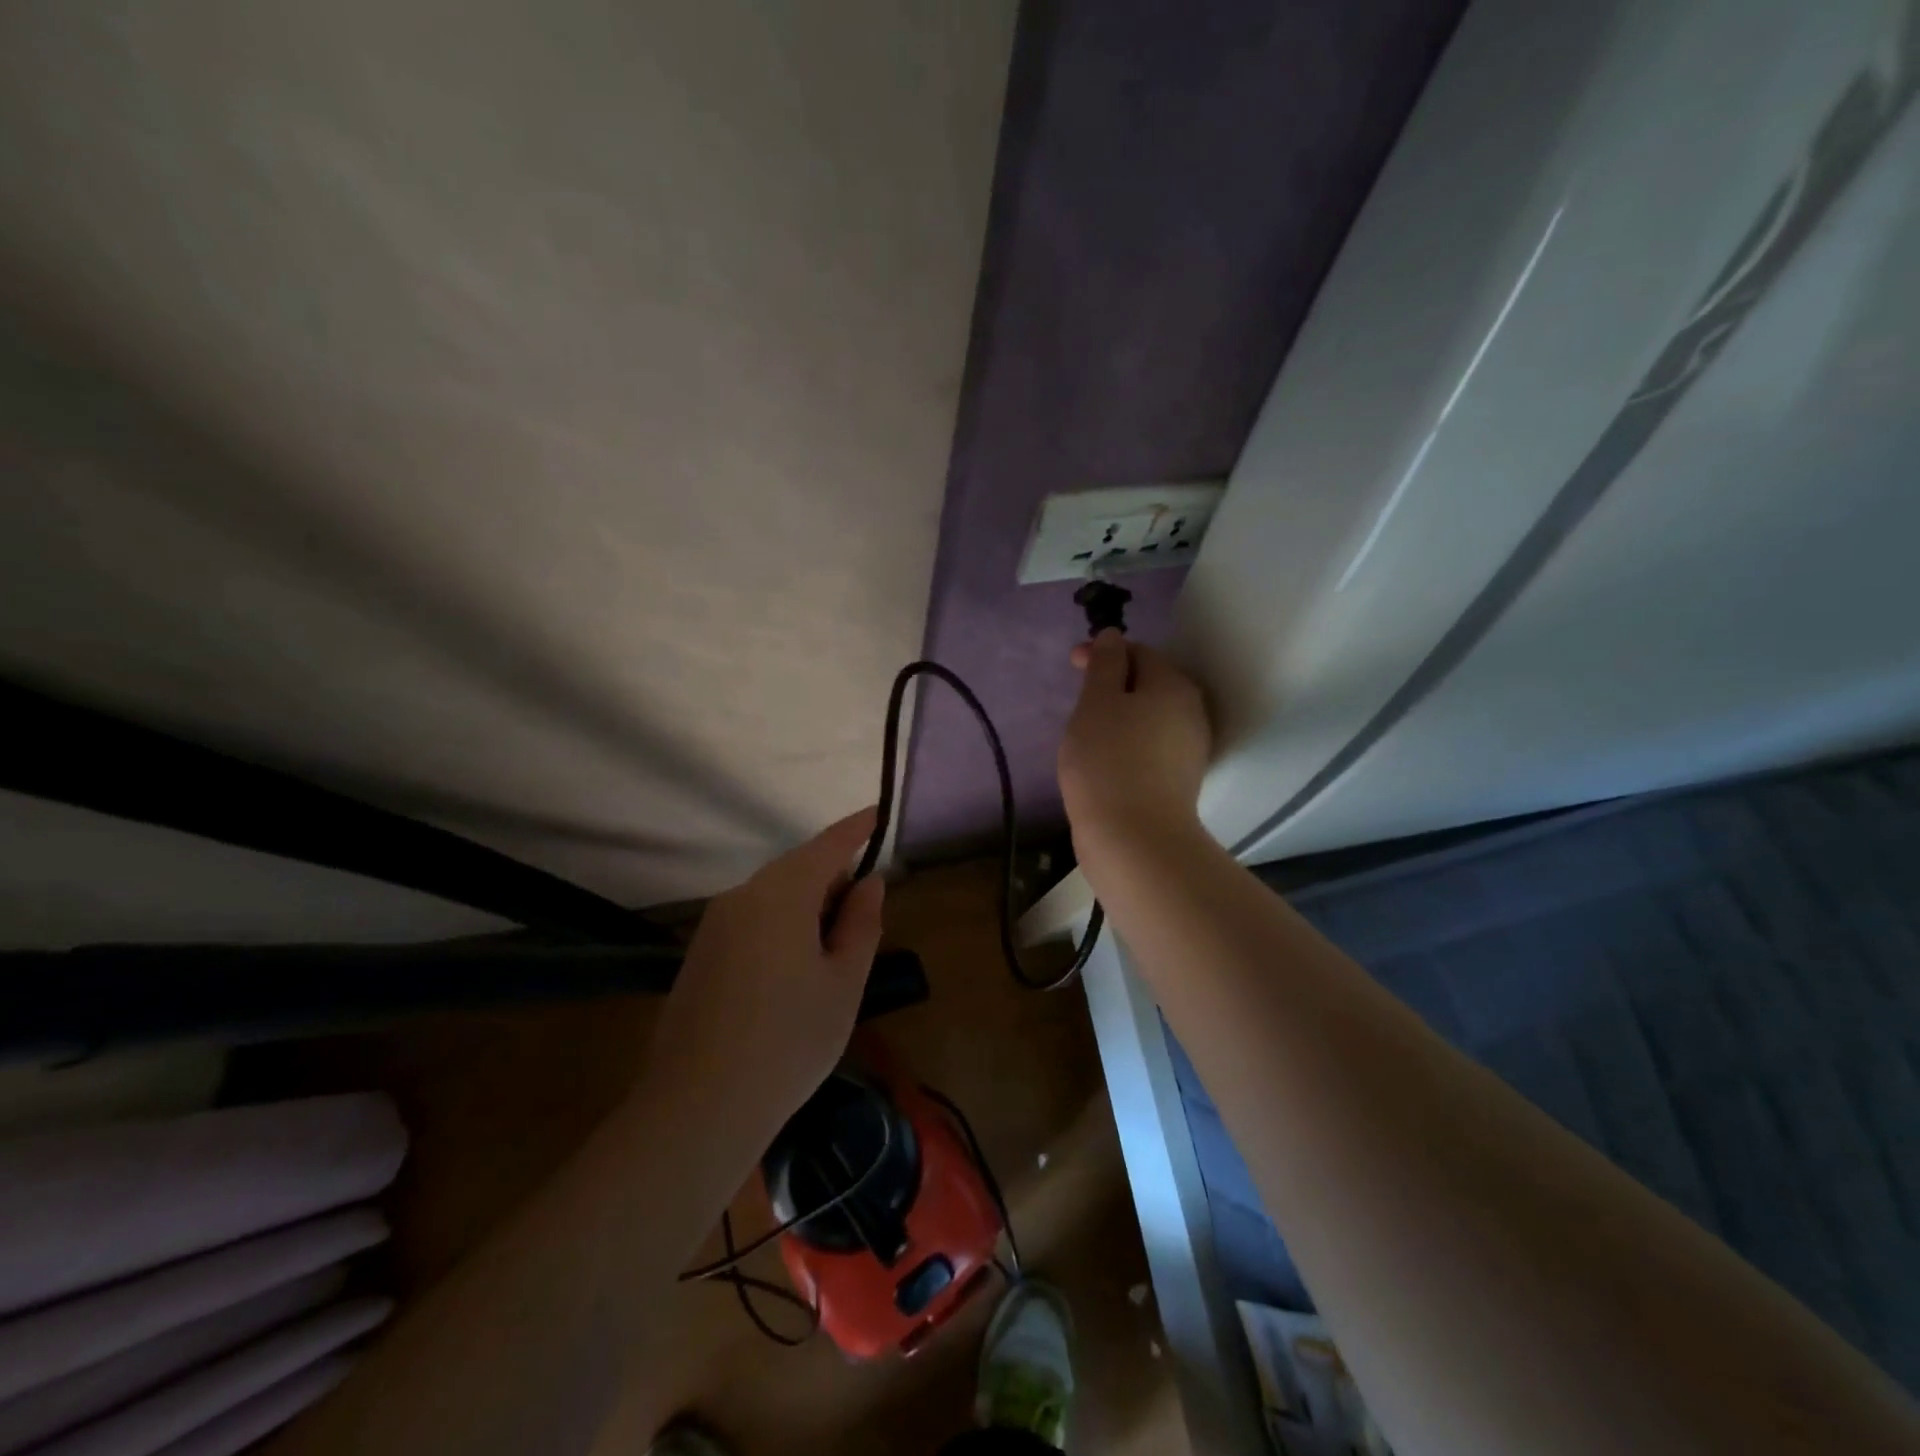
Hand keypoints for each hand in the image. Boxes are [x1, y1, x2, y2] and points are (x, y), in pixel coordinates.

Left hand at [646, 809, 885, 1144]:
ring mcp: (714, 925)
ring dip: (807, 906)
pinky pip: (751, 920)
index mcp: (782, 893)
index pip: (828, 846)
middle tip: (864, 913)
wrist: (698, 1107)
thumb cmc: (789, 1041)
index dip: (856, 829)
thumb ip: (861, 924)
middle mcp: (742, 896)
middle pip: (798, 869)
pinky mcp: (700, 954)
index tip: (879, 814)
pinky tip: (792, 972)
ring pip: (773, 895)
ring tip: (832, 950)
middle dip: (833, 879)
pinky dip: (781, 925)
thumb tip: (869, 883)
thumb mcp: (844, 983)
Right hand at [1058, 630, 1211, 857]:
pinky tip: (1104, 762)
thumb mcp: (1096, 703)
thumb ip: (1104, 664)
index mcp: (1174, 686)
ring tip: (1085, 734)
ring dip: (1118, 717)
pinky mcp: (1178, 781)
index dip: (1103, 652)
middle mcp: (1191, 712)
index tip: (1072, 664)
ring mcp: (1188, 750)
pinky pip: (1149, 747)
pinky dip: (1126, 744)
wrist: (1134, 840)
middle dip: (1111, 686)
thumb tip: (1112, 636)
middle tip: (1078, 702)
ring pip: (1148, 718)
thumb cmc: (1108, 762)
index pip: (1139, 652)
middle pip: (1148, 684)